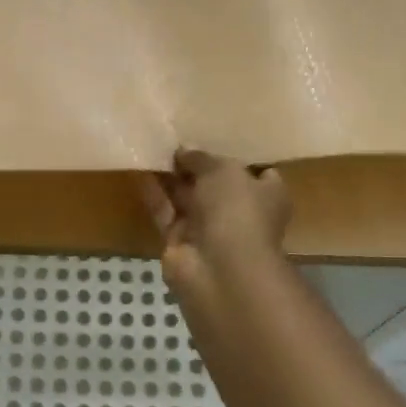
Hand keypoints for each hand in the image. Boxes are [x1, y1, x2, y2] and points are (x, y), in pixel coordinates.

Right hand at [139, 148, 290, 302]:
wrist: (220, 269)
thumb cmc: (237, 210)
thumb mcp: (223, 169)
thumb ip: (201, 158)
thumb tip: (184, 151)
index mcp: (266, 195)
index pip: (257, 172)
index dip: (237, 155)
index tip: (215, 137)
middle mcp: (240, 212)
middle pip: (215, 184)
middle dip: (196, 164)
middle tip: (173, 137)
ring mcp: (209, 229)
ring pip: (187, 197)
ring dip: (171, 176)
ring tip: (151, 146)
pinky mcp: (180, 242)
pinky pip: (165, 212)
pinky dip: (154, 193)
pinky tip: (139, 169)